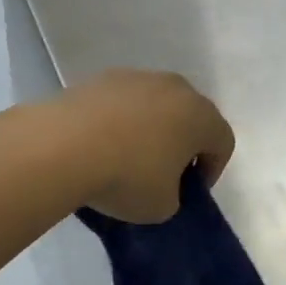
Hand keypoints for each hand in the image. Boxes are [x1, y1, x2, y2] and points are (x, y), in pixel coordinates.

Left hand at [60, 69, 234, 222]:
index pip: (222, 143)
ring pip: (156, 106)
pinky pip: (124, 103)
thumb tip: (162, 185)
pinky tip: (100, 145)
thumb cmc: (127, 177)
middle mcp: (176, 88)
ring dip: (150, 129)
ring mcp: (138, 77)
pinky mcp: (102, 77)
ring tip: (126, 158)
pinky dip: (120, 121)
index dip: (211, 171)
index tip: (189, 192)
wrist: (62, 146)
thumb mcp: (162, 207)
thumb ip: (174, 196)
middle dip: (182, 145)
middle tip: (163, 174)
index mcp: (201, 116)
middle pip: (191, 117)